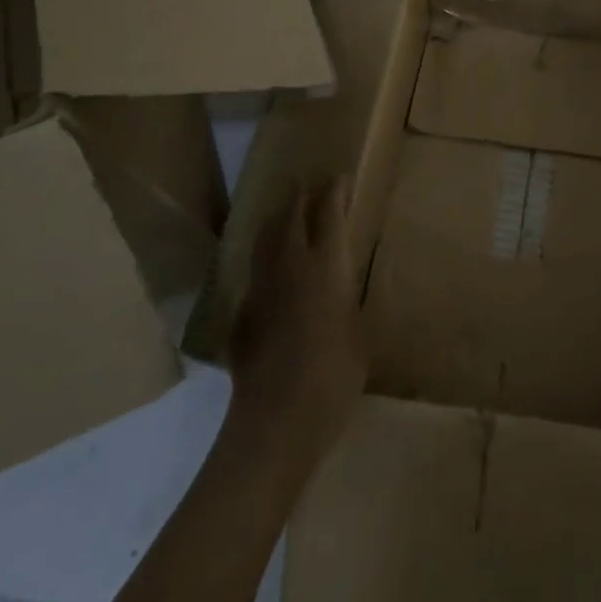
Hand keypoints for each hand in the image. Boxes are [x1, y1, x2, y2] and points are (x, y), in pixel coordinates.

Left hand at [228, 180, 366, 461]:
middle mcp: (289, 267)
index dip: (334, 192)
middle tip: (310, 186)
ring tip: (287, 213)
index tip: (340, 178)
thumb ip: (347, 300)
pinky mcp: (242, 313)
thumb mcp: (359, 334)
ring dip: (278, 220)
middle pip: (289, 216)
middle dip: (300, 196)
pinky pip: (256, 271)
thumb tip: (339, 285)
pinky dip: (266, 257)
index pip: (328, 214)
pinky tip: (273, 270)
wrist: (275, 423)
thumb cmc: (334, 379)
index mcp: (325, 267)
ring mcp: (260, 288)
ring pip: (266, 239)